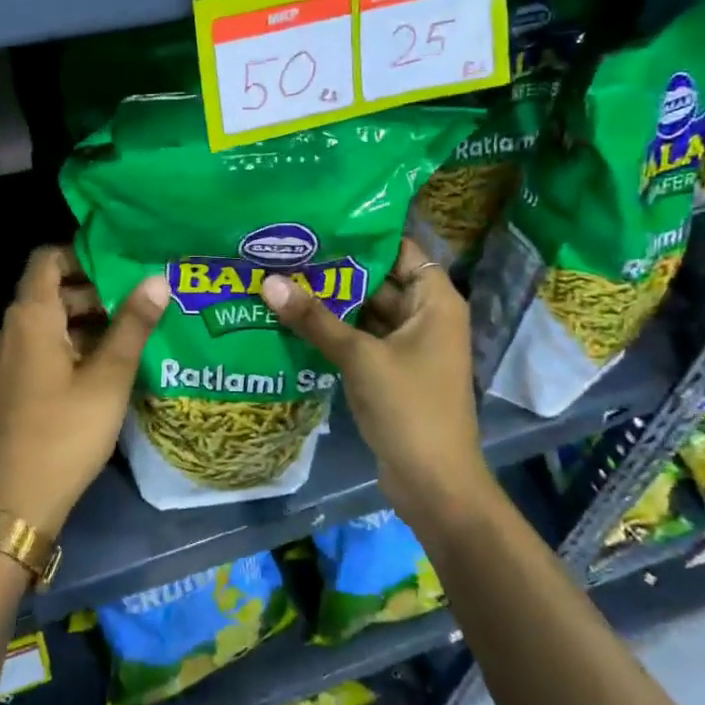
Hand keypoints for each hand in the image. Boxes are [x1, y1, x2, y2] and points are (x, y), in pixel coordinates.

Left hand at [0, 246, 168, 537]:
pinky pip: (30, 352)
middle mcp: (5, 330)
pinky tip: (92, 374)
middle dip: (90, 294)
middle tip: (133, 309)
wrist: (12, 505)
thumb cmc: (65, 434)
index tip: (118, 265)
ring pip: (41, 325)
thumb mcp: (109, 378)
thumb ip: (133, 324)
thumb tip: (157, 277)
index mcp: (29, 317)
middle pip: (47, 292)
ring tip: (121, 342)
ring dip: (78, 324)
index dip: (81, 253)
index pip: (47, 258)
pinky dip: (60, 349)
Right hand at [261, 240, 491, 526]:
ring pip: (367, 312)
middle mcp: (426, 317)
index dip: (365, 235)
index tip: (320, 222)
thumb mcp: (359, 357)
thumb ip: (314, 319)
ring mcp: (408, 346)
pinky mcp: (391, 372)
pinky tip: (295, 319)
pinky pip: (361, 339)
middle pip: (380, 280)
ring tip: (283, 277)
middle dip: (337, 268)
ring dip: (332, 301)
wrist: (433, 483)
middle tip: (288, 249)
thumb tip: (268, 281)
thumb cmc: (409, 408)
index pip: (402, 250)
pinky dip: (335, 331)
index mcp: (435, 302)